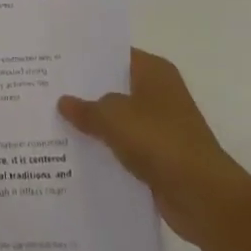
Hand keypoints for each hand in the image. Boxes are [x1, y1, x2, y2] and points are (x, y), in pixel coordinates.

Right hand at [59, 49, 250, 248]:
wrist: (203, 195)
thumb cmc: (159, 140)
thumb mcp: (113, 117)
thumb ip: (86, 108)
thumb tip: (63, 102)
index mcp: (154, 71)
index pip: (115, 55)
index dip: (87, 58)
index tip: (56, 62)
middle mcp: (160, 93)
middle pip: (116, 87)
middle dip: (86, 92)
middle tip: (48, 91)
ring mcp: (162, 126)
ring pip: (119, 119)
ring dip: (96, 125)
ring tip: (55, 122)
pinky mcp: (160, 157)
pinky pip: (126, 147)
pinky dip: (107, 151)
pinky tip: (78, 155)